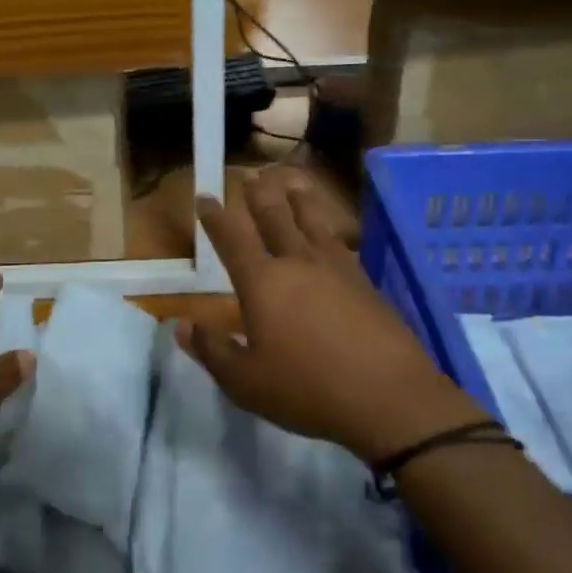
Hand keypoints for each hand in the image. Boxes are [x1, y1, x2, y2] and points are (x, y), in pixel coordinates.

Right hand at [179, 168, 484, 462]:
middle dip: (260, 194)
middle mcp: (298, 262)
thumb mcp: (245, 382)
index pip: (232, 239)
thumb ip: (212, 350)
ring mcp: (336, 268)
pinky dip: (328, 227)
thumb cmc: (307, 389)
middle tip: (252, 176)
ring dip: (299, 198)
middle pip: (275, 217)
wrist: (388, 396)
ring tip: (292, 180)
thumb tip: (182, 324)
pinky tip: (330, 233)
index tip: (204, 196)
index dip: (215, 216)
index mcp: (263, 282)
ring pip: (313, 221)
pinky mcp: (364, 281)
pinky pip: (340, 242)